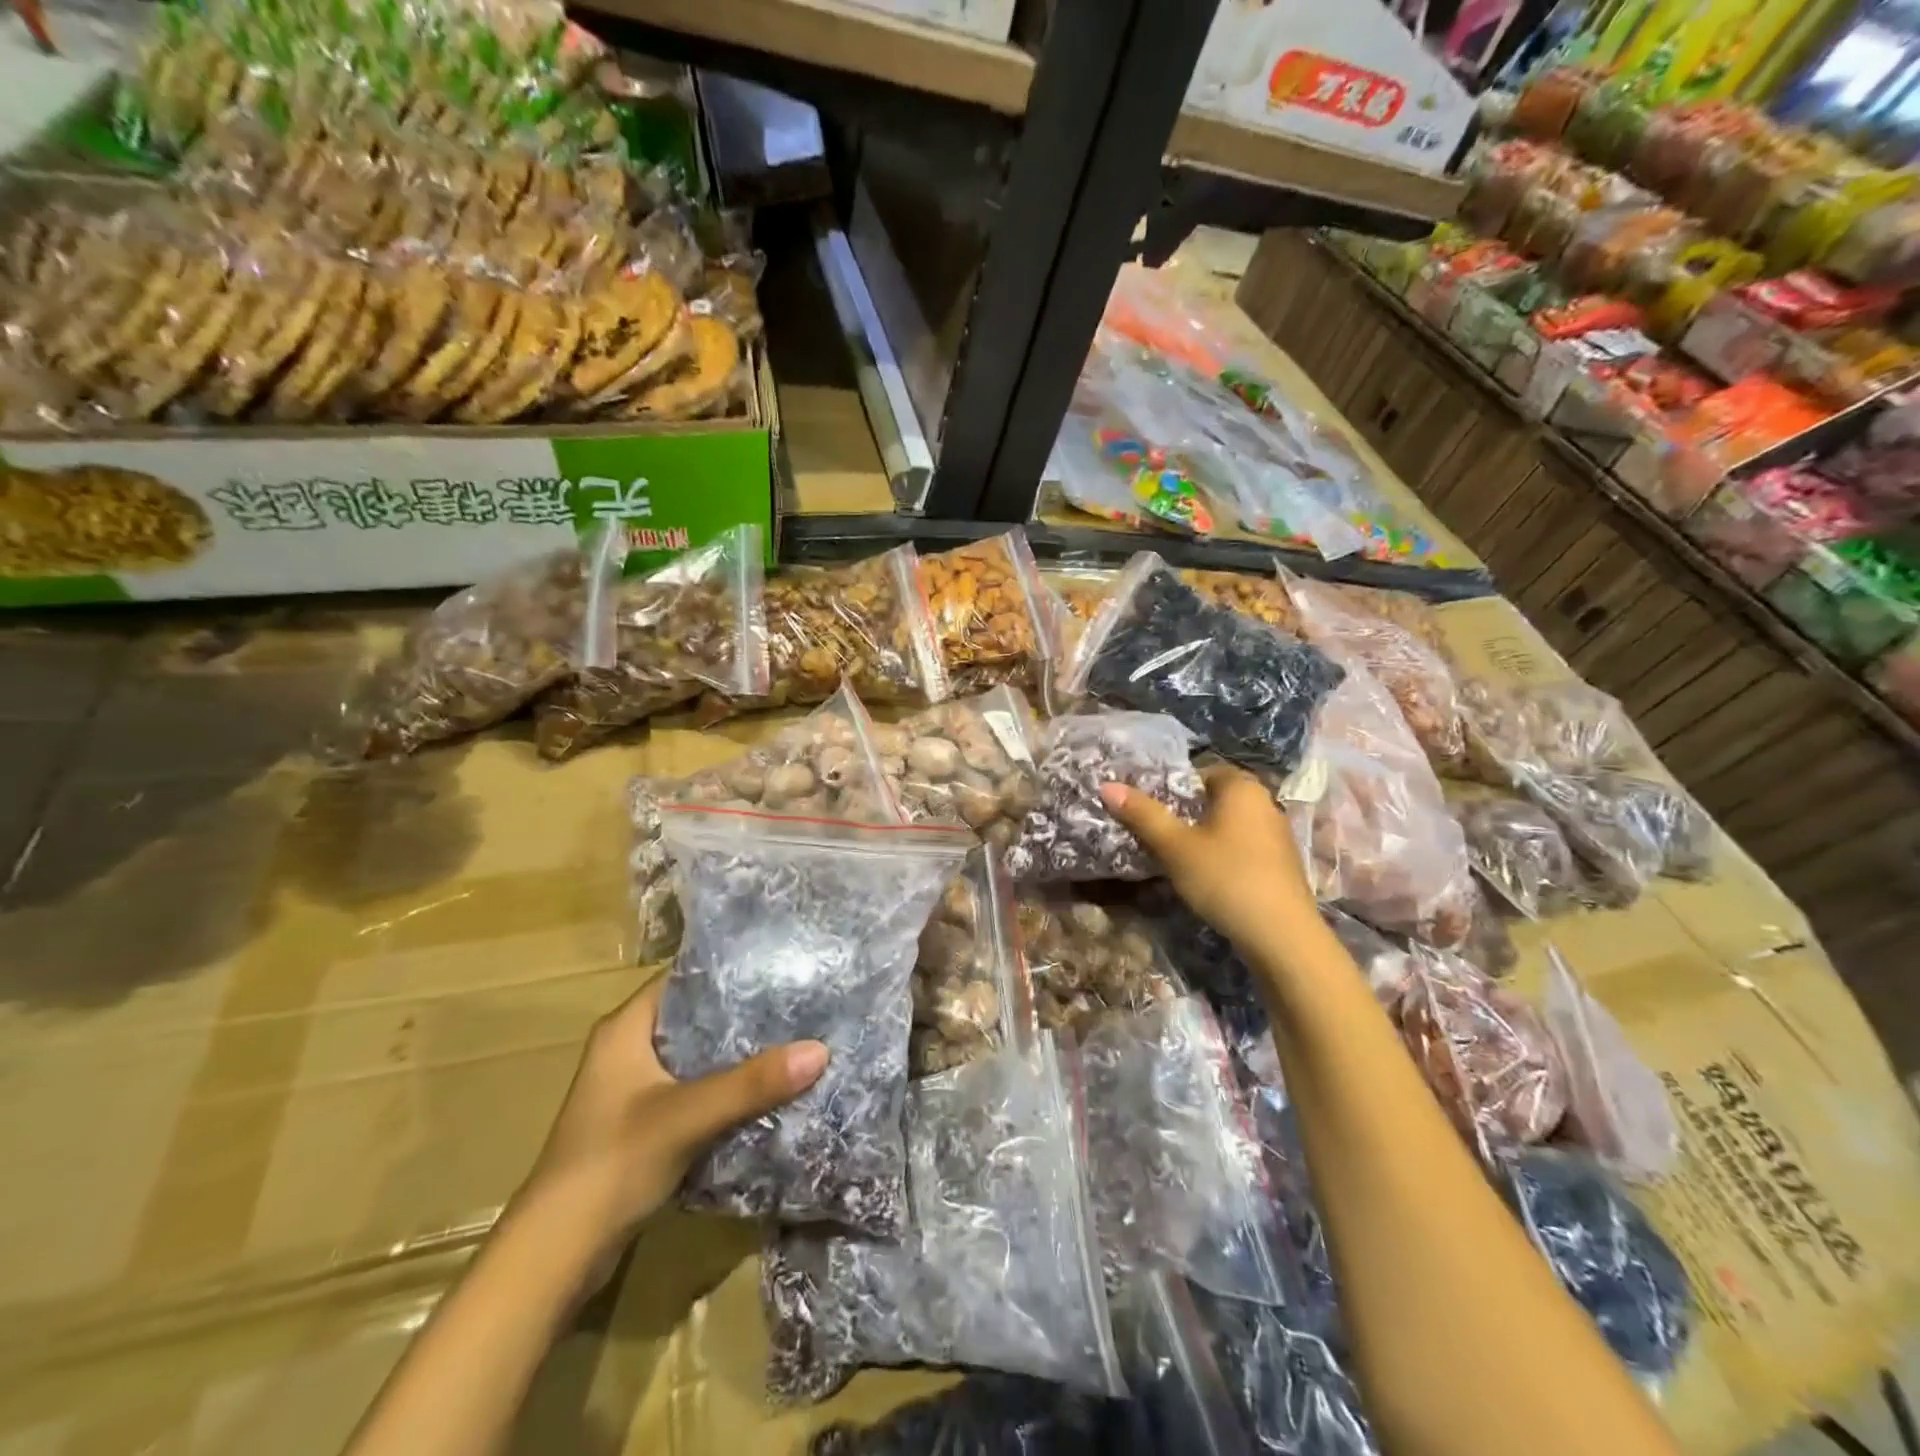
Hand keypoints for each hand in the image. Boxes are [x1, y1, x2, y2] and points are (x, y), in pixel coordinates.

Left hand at [515, 977, 827, 1273]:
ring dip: (737, 1053)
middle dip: (743, 1013)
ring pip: (697, 1056)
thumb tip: (820, 1049)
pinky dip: (726, 1087)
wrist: (554, 1256)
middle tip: (798, 1002)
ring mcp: (634, 1089)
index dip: (729, 969)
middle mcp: (628, 1049)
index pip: (683, 977)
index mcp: (626, 1028)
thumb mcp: (687, 1117)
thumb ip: (751, 1084)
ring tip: (792, 1039)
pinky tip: (765, 1089)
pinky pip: (695, 1090)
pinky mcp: (644, 1124)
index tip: (780, 966)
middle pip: (695, 1016)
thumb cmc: (611, 1164)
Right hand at [1103, 762, 1316, 950]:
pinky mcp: (1281, 864)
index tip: (1147, 807)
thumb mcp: (1175, 846)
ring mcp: (1277, 834)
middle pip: (1214, 798)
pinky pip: (1242, 846)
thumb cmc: (1225, 878)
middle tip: (1154, 831)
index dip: (1171, 786)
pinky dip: (1222, 854)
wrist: (1282, 936)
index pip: (1199, 771)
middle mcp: (1264, 802)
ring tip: (1174, 856)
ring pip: (1228, 824)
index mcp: (1241, 787)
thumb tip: (1107, 786)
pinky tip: (1206, 877)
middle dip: (1184, 812)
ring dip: (1203, 836)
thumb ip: (1143, 815)